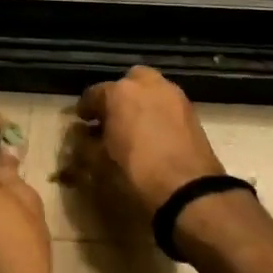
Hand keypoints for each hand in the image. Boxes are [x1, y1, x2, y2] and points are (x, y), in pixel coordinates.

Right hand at [74, 66, 226, 224]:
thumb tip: (80, 134)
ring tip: (134, 128)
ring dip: (140, 103)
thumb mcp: (98, 163)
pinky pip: (167, 105)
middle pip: (127, 83)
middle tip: (112, 119)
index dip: (85, 109)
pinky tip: (155, 135)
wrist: (188, 190)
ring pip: (151, 90)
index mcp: (119, 92)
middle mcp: (148, 85)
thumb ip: (83, 144)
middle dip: (118, 97)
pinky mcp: (192, 111)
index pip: (93, 94)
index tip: (82, 122)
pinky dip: (158, 113)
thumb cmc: (135, 173)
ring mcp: (174, 95)